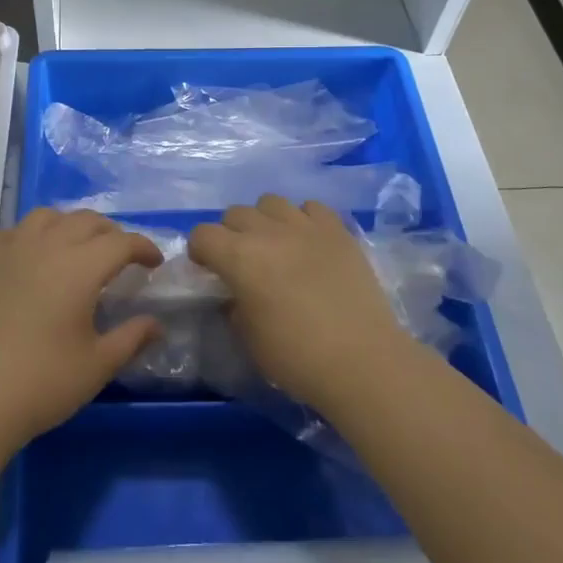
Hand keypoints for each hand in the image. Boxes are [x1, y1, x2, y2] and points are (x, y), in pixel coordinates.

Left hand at [0, 209, 162, 448]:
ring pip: (48, 216)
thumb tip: (156, 323)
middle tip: (121, 259)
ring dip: (71, 226)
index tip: (154, 263)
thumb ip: (132, 337)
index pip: (121, 242)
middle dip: (112, 234)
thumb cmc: (43, 383)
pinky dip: (31, 236)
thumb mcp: (98, 365)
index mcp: (79, 267)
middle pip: (87, 221)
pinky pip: (13, 231)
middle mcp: (46, 246)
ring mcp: (11, 250)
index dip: (144, 247)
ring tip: (78, 250)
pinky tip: (33, 258)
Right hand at [188, 196, 408, 411]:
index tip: (208, 269)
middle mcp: (269, 232)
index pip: (203, 234)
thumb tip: (237, 296)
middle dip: (230, 233)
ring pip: (271, 202)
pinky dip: (303, 220)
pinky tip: (309, 243)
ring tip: (276, 246)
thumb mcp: (249, 338)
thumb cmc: (296, 357)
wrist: (362, 361)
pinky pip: (312, 208)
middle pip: (236, 213)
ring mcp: (306, 227)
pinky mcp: (339, 231)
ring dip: (265, 221)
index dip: (200, 250)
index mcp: (239, 257)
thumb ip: (235, 307)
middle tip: (242, 261)